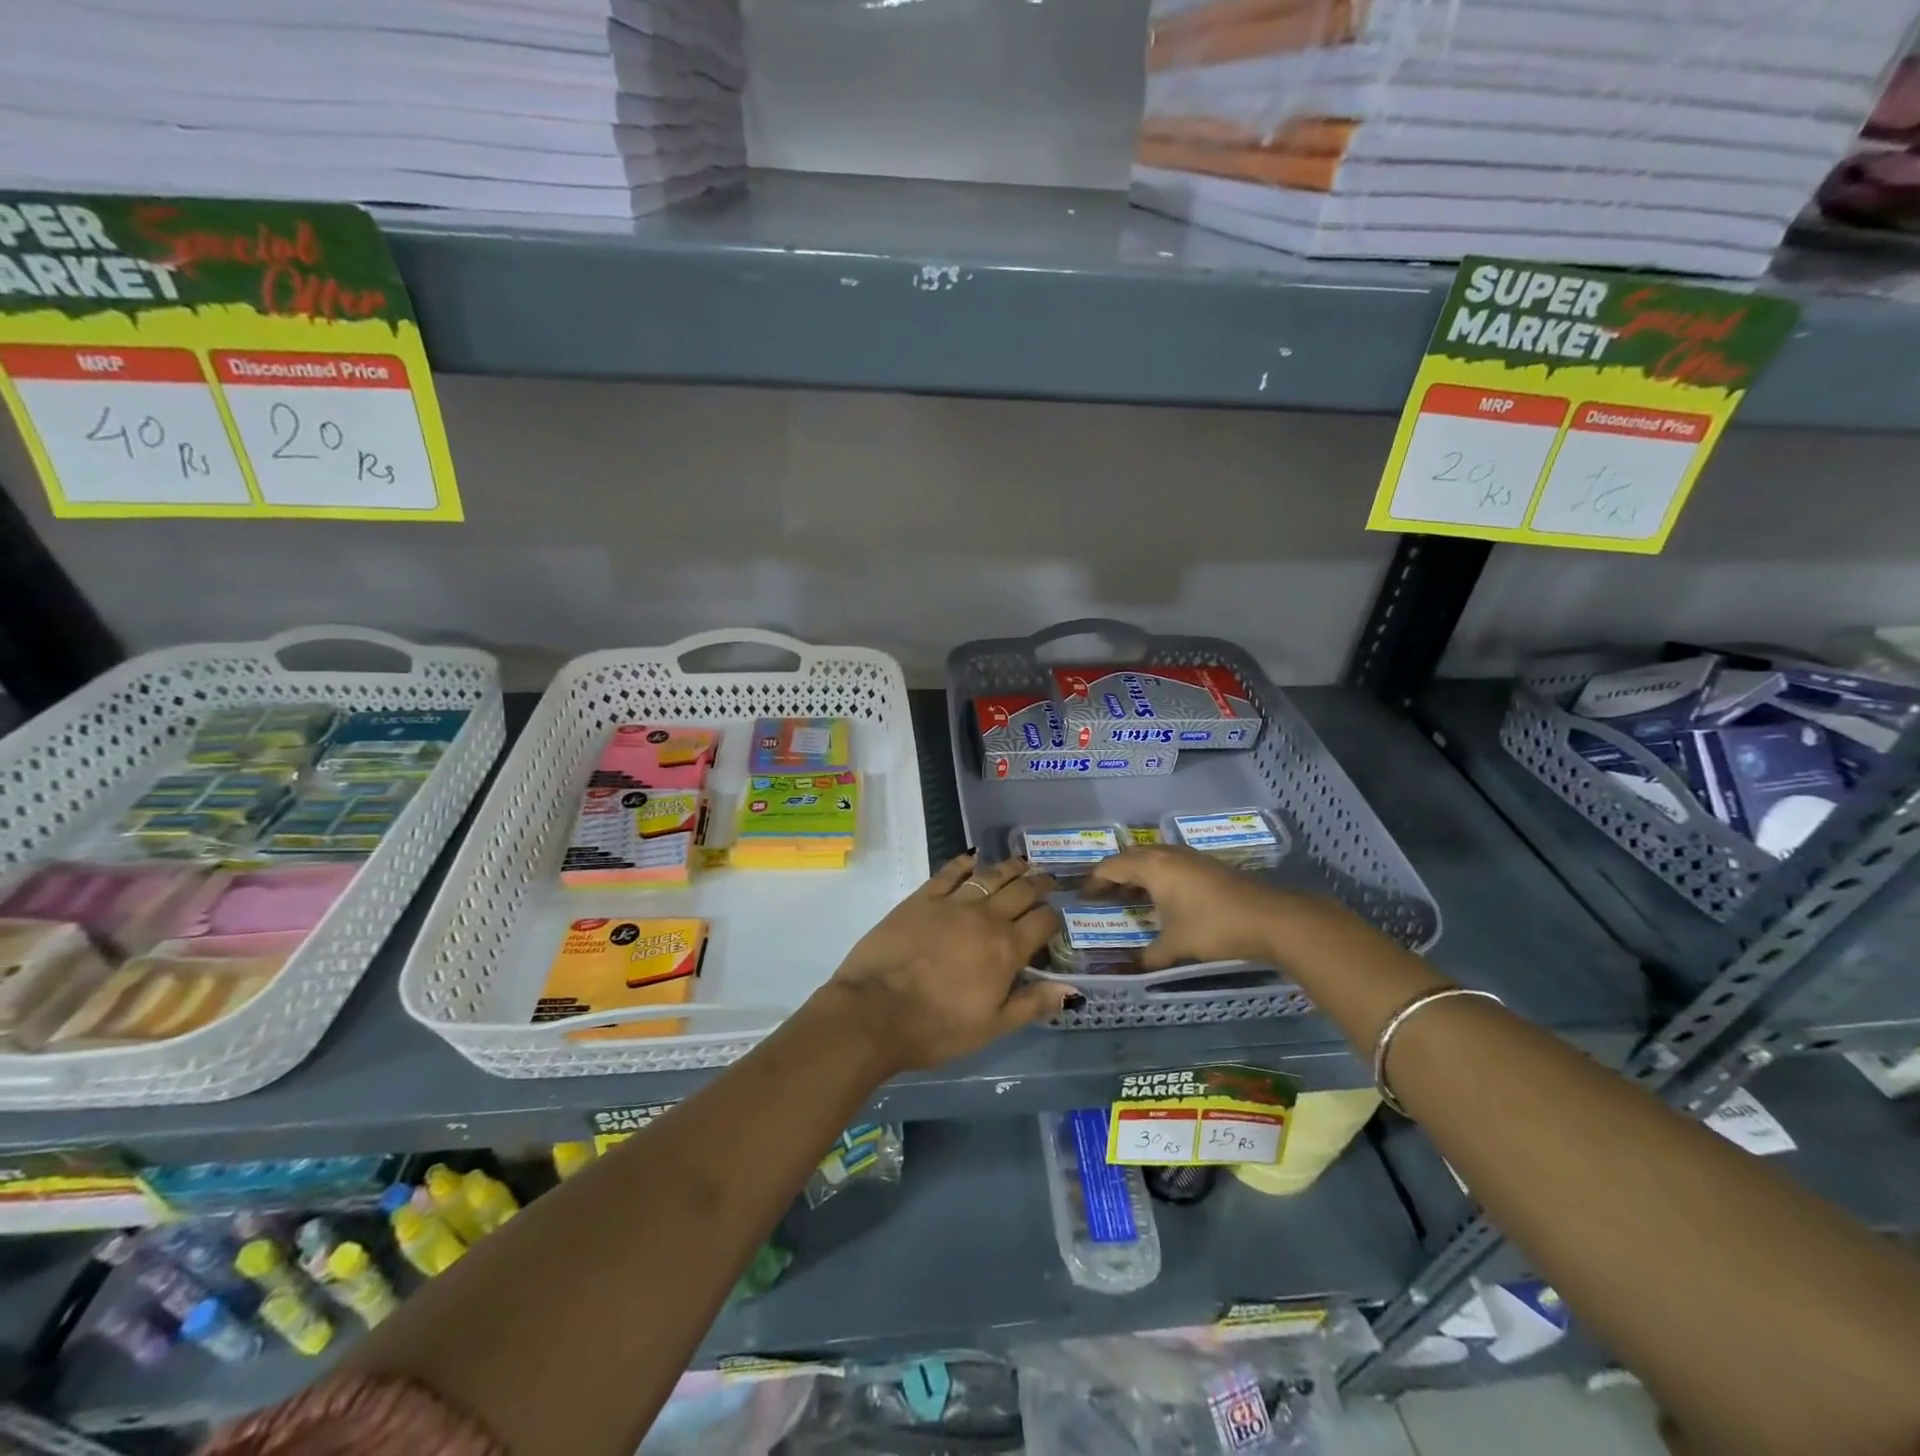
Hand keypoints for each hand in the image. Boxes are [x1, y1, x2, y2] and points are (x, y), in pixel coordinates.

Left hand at [823, 852, 1069, 1073]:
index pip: (1043, 922)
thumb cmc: (937, 1028)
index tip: (1055, 919)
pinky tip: (972, 859)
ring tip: (1020, 862)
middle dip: (1039, 883)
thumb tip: (1073, 992)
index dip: (1054, 918)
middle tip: (1047, 879)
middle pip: (1021, 891)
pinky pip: (949, 872)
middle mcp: (985, 917)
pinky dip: (964, 863)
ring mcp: (952, 903)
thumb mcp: (992, 1027)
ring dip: (1009, 867)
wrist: (876, 1011)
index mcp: (1007, 949)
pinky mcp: (921, 898)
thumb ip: (1032, 1004)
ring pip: (989, 875)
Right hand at [1084, 844, 1307, 970]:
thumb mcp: (1175, 945)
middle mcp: (1167, 855)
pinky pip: (1170, 865)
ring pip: (1153, 859)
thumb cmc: (1213, 927)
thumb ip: (1150, 956)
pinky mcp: (1207, 866)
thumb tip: (1133, 970)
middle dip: (1114, 876)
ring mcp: (1190, 858)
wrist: (1270, 919)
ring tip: (1128, 898)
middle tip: (1102, 897)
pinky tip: (1162, 899)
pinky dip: (1157, 878)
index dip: (1094, 882)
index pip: (1112, 867)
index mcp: (1152, 866)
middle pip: (1130, 858)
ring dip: (1137, 875)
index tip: (1083, 898)